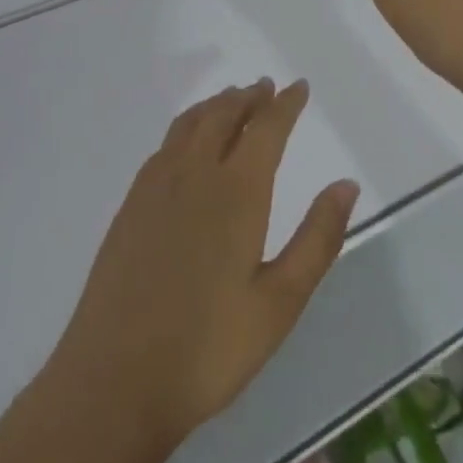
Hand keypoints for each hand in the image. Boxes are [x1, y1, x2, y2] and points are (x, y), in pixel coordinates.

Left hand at [47, 81, 360, 449]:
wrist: (116, 376)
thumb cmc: (210, 348)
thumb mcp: (280, 302)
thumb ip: (317, 239)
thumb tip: (346, 185)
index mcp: (236, 191)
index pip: (266, 129)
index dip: (285, 104)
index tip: (299, 87)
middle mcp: (194, 173)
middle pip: (224, 115)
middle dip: (248, 97)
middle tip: (265, 88)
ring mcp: (155, 185)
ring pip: (190, 124)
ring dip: (215, 106)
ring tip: (231, 100)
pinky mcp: (130, 204)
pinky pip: (165, 145)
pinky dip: (186, 127)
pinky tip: (187, 143)